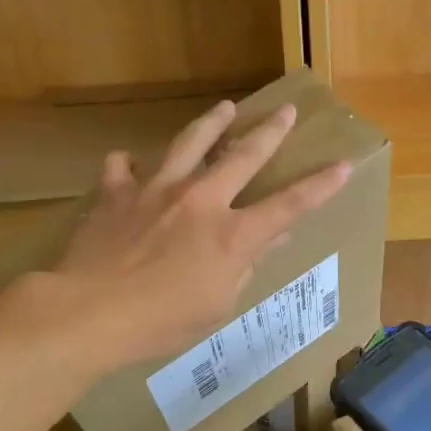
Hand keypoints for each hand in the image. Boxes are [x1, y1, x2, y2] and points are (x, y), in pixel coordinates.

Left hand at [43, 98, 350, 365]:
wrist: (89, 312)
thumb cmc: (161, 322)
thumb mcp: (217, 305)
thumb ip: (246, 266)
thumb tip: (273, 239)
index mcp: (232, 235)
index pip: (289, 205)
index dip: (320, 186)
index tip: (342, 165)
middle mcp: (200, 200)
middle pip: (244, 156)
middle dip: (270, 132)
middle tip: (286, 111)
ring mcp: (156, 189)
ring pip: (189, 142)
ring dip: (211, 123)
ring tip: (225, 107)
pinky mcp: (116, 192)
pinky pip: (123, 167)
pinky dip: (130, 165)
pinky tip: (130, 165)